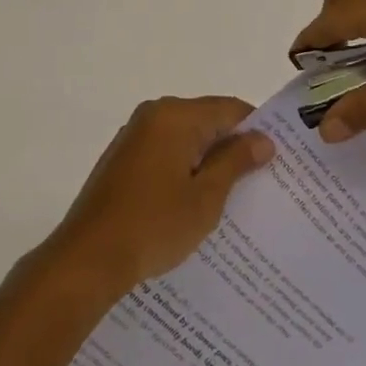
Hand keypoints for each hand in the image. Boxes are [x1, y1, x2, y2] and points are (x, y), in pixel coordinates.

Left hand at [44, 96, 274, 296]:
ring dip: (207, 160)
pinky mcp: (122, 158)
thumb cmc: (153, 224)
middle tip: (260, 180)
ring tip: (232, 196)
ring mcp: (134, 135)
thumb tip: (263, 139)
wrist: (88, 257)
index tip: (277, 157)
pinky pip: (165, 152)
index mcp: (176, 115)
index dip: (256, 129)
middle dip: (232, 146)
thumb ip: (235, 162)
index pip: (229, 108)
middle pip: (206, 120)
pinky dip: (183, 168)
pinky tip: (193, 202)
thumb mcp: (205, 197)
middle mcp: (154, 114)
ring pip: (185, 138)